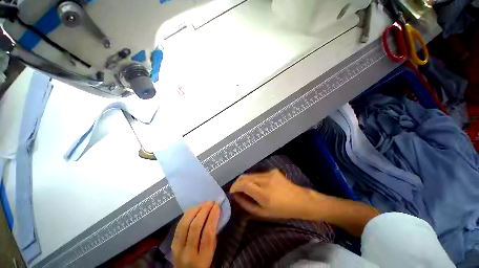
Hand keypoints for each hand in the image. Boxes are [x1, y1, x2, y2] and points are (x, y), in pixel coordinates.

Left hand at [172, 202, 219, 267]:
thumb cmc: (202, 263)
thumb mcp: (211, 254)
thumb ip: (212, 236)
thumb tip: (214, 214)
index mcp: (202, 258)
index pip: (208, 233)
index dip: (213, 216)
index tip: (217, 205)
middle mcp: (188, 253)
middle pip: (195, 226)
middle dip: (204, 210)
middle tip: (211, 202)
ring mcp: (177, 248)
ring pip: (185, 224)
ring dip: (195, 210)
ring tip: (203, 203)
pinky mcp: (172, 244)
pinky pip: (179, 225)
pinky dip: (187, 214)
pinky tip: (194, 208)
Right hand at [230, 169, 317, 219]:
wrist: (299, 200)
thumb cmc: (282, 210)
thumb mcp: (263, 213)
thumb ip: (247, 204)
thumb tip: (236, 197)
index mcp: (264, 194)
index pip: (244, 184)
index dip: (235, 186)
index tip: (232, 192)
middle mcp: (265, 181)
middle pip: (245, 177)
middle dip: (238, 183)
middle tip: (236, 190)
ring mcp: (269, 174)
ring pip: (251, 174)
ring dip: (245, 180)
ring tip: (245, 188)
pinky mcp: (272, 171)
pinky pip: (258, 174)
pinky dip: (254, 179)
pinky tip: (257, 185)